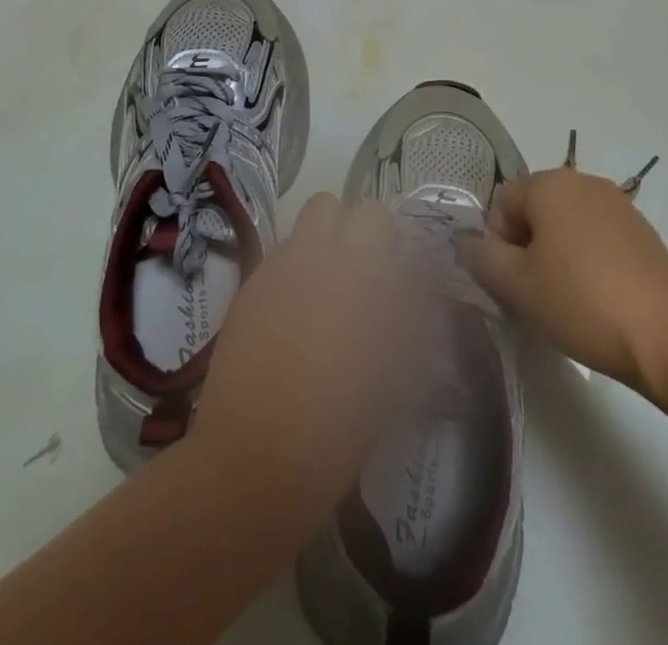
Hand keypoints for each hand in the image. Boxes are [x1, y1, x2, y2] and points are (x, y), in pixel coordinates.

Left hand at [192, 194, 423, 517]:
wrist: (256, 457)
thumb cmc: (340, 429)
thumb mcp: (395, 379)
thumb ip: (408, 326)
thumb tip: (412, 299)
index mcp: (374, 279)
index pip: (395, 234)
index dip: (401, 257)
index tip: (400, 284)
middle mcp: (331, 256)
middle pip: (355, 209)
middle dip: (364, 232)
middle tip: (364, 273)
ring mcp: (287, 263)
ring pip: (315, 214)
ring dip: (327, 237)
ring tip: (326, 281)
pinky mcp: (254, 279)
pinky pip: (283, 250)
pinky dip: (294, 265)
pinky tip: (291, 308)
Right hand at [461, 166, 667, 390]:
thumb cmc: (582, 301)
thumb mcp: (517, 285)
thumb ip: (482, 258)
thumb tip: (467, 243)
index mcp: (550, 183)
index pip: (501, 203)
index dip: (497, 245)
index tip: (512, 284)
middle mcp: (583, 181)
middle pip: (534, 211)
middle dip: (525, 250)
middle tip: (534, 295)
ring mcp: (618, 205)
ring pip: (565, 226)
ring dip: (555, 257)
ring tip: (566, 302)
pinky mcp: (642, 233)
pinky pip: (596, 239)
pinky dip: (586, 262)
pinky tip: (597, 300)